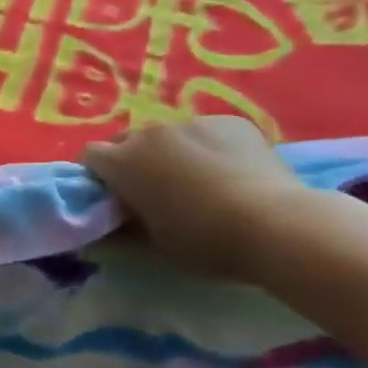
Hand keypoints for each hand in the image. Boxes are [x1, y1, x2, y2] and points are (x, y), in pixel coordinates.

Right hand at [82, 118, 304, 279]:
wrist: (277, 225)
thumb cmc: (204, 241)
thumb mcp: (154, 246)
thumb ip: (121, 232)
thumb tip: (100, 232)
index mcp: (123, 162)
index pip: (90, 155)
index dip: (98, 175)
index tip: (114, 197)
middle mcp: (150, 133)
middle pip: (127, 141)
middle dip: (133, 162)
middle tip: (155, 192)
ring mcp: (191, 122)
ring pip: (169, 136)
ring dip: (172, 154)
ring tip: (201, 183)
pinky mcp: (230, 121)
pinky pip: (207, 132)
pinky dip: (209, 148)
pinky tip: (233, 174)